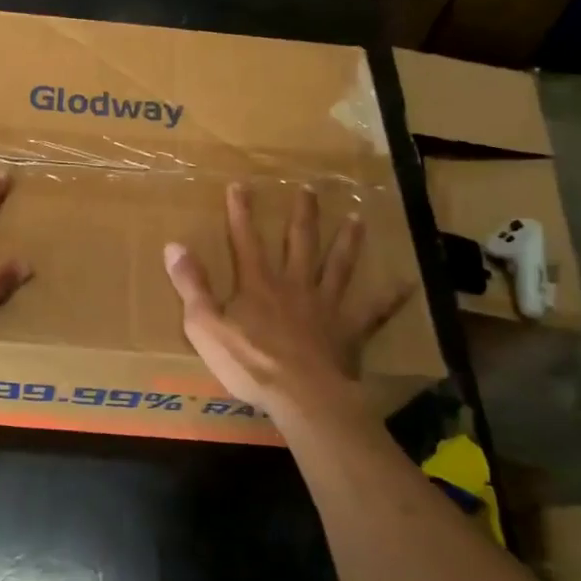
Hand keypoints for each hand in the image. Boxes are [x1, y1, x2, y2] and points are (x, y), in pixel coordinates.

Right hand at [163, 183, 408, 425]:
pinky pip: (373, 311)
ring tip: (358, 219)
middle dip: (302, 215)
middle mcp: (294, 285)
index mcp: (258, 284)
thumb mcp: (205, 325)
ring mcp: (325, 306)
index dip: (241, 213)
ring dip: (347, 242)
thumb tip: (173, 246)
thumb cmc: (250, 363)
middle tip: (310, 189)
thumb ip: (191, 285)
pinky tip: (406, 283)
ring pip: (337, 266)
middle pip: (299, 243)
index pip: (246, 240)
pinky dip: (389, 297)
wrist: (302, 396)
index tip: (241, 185)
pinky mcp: (348, 330)